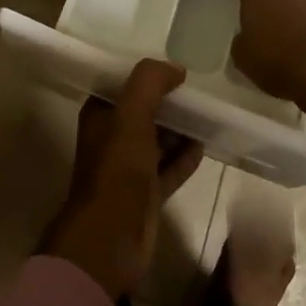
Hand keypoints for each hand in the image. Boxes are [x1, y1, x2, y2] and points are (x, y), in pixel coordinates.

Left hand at [41, 60, 204, 298]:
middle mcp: (112, 139)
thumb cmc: (117, 169)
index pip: (123, 86)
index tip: (175, 67)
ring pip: (158, 140)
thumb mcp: (131, 114)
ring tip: (205, 114)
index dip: (147, 76)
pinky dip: (185, 157)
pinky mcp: (147, 194)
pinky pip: (170, 168)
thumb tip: (176, 68)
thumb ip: (150, 82)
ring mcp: (129, 168)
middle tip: (198, 90)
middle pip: (144, 112)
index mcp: (100, 116)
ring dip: (179, 129)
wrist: (111, 238)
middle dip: (168, 101)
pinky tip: (204, 145)